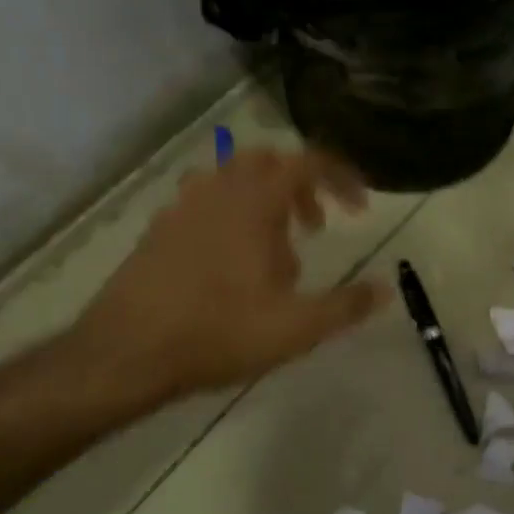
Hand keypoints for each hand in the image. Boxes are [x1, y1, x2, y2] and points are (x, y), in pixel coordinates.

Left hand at [67, 148, 389, 400]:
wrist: (128, 352)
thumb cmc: (219, 332)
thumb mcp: (296, 327)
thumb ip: (346, 305)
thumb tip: (385, 289)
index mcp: (254, 201)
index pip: (307, 162)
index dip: (340, 178)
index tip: (359, 208)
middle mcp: (217, 190)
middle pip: (268, 162)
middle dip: (300, 187)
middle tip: (315, 227)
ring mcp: (182, 207)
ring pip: (230, 179)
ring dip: (262, 199)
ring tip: (273, 246)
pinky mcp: (158, 229)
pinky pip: (202, 202)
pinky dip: (228, 215)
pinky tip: (229, 262)